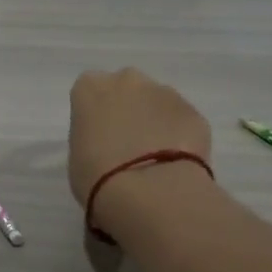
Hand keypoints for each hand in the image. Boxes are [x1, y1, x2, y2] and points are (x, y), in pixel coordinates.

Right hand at [68, 68, 213, 236]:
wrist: (149, 191)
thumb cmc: (96, 175)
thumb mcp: (76, 154)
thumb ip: (91, 136)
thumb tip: (106, 141)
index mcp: (91, 88)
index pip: (89, 91)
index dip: (94, 115)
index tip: (96, 137)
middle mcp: (127, 80)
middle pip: (126, 89)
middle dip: (127, 109)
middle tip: (125, 144)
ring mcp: (165, 93)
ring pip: (157, 103)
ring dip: (154, 122)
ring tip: (153, 159)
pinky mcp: (195, 112)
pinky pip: (180, 121)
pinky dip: (177, 137)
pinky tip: (174, 164)